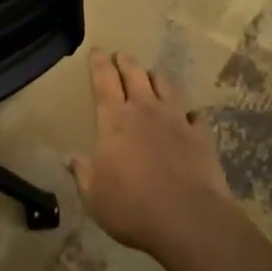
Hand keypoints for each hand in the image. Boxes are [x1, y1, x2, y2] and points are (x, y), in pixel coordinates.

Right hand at [69, 49, 232, 258]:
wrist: (188, 220)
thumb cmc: (132, 207)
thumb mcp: (94, 196)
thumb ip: (83, 173)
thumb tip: (70, 158)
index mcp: (114, 120)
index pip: (104, 81)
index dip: (99, 63)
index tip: (97, 50)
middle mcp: (145, 111)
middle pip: (135, 75)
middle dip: (126, 62)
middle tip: (121, 56)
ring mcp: (176, 121)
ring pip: (166, 86)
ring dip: (157, 78)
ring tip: (153, 76)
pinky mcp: (201, 137)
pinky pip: (195, 116)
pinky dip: (188, 113)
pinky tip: (188, 116)